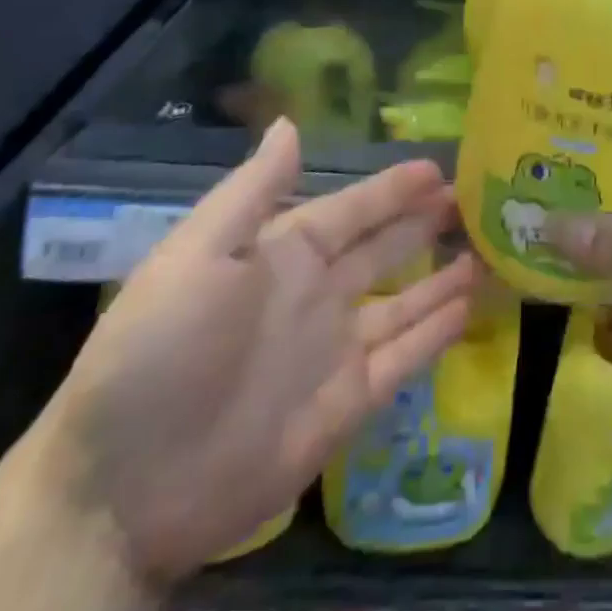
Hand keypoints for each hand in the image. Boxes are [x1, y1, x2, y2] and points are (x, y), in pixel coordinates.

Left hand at [36, 119, 477, 584]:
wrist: (124, 489)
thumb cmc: (158, 353)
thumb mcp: (198, 255)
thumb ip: (253, 191)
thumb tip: (290, 122)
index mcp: (281, 256)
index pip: (351, 211)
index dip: (391, 189)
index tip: (435, 167)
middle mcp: (315, 296)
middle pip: (384, 249)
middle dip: (424, 222)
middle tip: (473, 198)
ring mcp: (334, 351)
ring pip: (404, 301)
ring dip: (442, 276)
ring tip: (487, 251)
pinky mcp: (347, 405)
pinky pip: (404, 358)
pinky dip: (436, 333)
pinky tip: (470, 308)